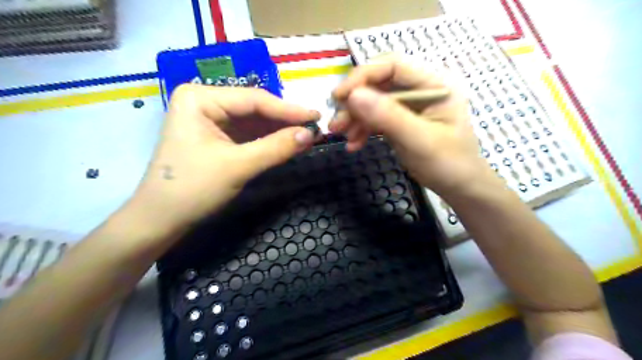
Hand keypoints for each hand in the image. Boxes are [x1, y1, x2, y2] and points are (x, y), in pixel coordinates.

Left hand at [131, 85, 320, 233]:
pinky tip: (287, 142)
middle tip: (315, 127)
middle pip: (254, 108)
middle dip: (285, 120)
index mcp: (200, 98)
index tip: (317, 116)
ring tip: (307, 135)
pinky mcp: (216, 136)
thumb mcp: (238, 166)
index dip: (289, 109)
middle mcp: (204, 102)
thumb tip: (311, 134)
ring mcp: (209, 119)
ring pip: (253, 121)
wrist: (161, 220)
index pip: (254, 100)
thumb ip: (276, 148)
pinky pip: (248, 134)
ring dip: (279, 130)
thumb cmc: (192, 189)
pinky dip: (268, 140)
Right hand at [331, 55, 492, 199]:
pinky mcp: (401, 121)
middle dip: (355, 103)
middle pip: (379, 85)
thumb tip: (353, 95)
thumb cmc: (448, 163)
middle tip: (336, 123)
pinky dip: (363, 130)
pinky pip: (377, 119)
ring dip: (355, 118)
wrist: (460, 188)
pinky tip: (354, 144)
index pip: (393, 66)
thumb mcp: (419, 139)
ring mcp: (410, 106)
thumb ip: (388, 116)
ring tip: (340, 136)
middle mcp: (421, 89)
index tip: (340, 96)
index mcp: (434, 84)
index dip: (363, 76)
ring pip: (374, 102)